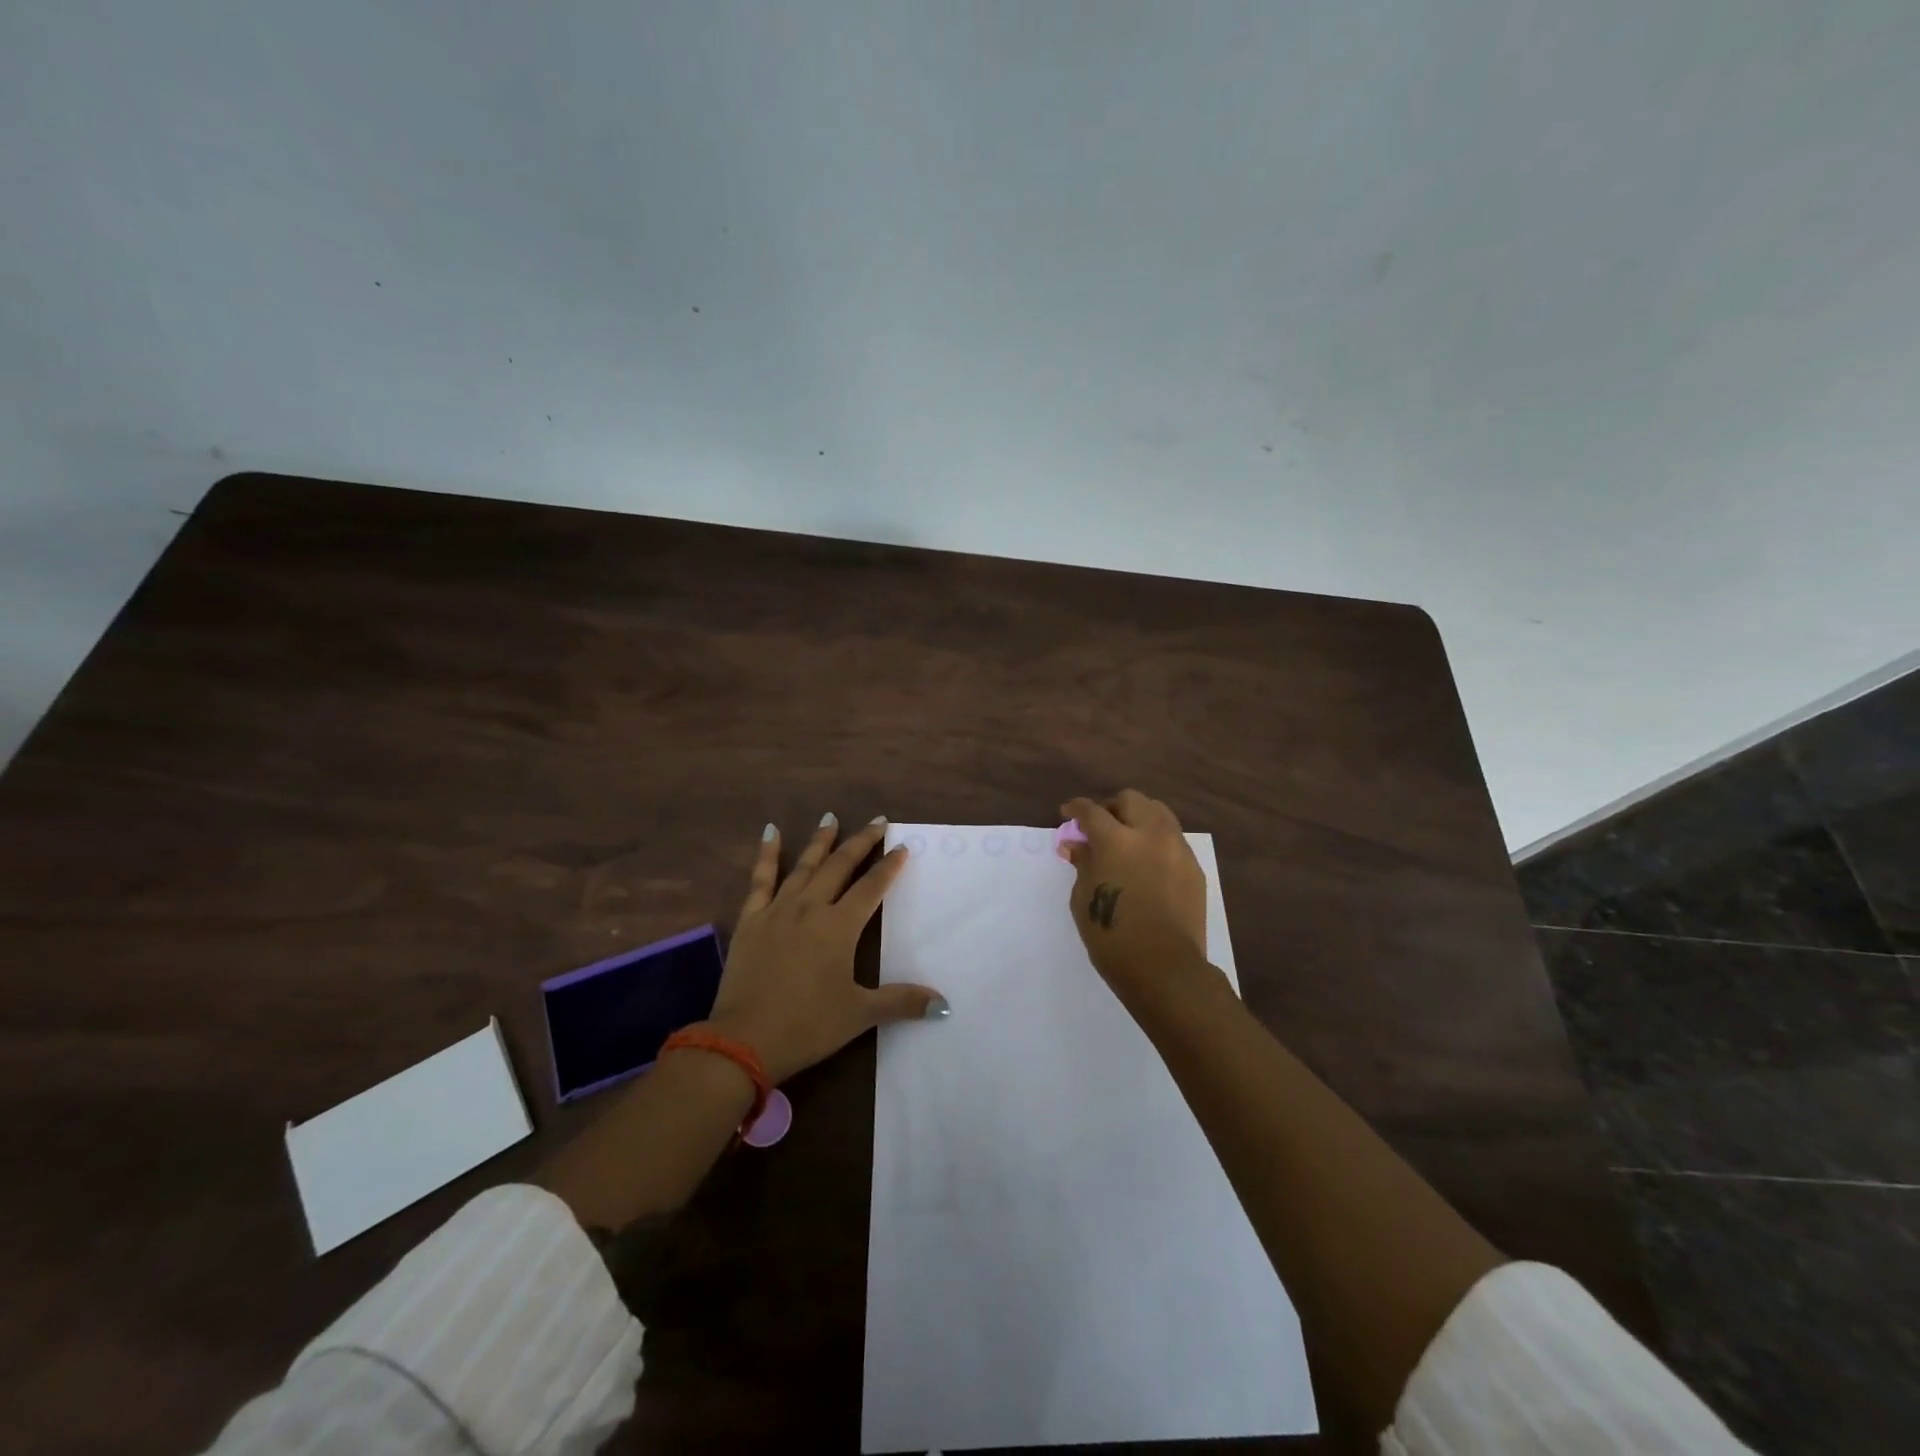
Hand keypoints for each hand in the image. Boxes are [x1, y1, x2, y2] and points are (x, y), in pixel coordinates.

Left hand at [702, 814, 944, 1084]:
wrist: (743, 1040)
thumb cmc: (807, 1025)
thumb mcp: (859, 1014)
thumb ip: (901, 1002)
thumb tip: (944, 1004)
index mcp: (839, 927)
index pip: (871, 888)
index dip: (889, 867)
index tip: (901, 847)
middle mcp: (811, 908)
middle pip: (840, 866)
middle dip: (861, 842)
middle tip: (877, 821)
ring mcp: (778, 910)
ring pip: (804, 866)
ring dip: (820, 841)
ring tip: (831, 817)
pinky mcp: (751, 920)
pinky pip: (760, 879)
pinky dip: (767, 854)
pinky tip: (771, 832)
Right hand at [1060, 790, 1210, 992]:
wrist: (1165, 968)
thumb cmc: (1112, 936)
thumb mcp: (1084, 899)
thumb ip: (1082, 863)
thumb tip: (1076, 844)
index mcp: (1116, 840)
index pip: (1092, 811)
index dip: (1076, 808)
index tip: (1068, 813)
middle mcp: (1149, 835)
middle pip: (1130, 800)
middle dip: (1111, 807)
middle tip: (1099, 825)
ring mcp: (1176, 849)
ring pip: (1158, 812)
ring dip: (1138, 817)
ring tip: (1127, 838)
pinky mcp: (1194, 867)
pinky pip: (1173, 839)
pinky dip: (1156, 840)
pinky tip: (1147, 862)